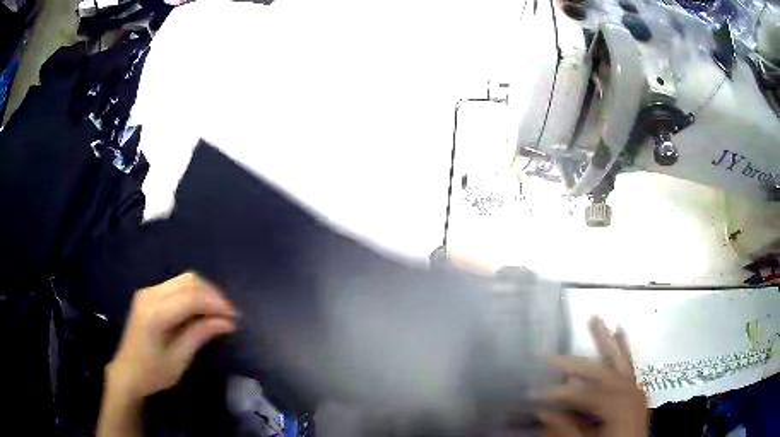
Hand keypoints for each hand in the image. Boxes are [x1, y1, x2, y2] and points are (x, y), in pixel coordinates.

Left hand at [105, 272, 237, 400]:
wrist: (127, 372)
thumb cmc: (153, 373)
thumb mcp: (179, 359)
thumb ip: (200, 335)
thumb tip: (228, 322)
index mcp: (155, 314)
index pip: (192, 297)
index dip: (216, 304)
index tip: (235, 318)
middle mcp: (150, 294)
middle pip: (189, 281)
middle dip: (213, 295)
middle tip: (229, 315)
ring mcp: (148, 292)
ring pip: (184, 279)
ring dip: (205, 292)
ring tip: (218, 313)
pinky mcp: (149, 294)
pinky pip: (177, 286)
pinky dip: (194, 294)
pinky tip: (201, 310)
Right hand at [537, 317, 648, 436]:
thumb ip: (566, 429)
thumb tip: (543, 412)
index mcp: (618, 406)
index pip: (584, 393)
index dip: (559, 392)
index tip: (536, 393)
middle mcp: (629, 392)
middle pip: (601, 371)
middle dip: (576, 362)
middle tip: (551, 355)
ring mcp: (635, 389)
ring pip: (618, 359)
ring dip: (605, 340)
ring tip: (595, 319)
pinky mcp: (636, 390)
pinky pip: (630, 364)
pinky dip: (624, 347)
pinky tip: (621, 331)